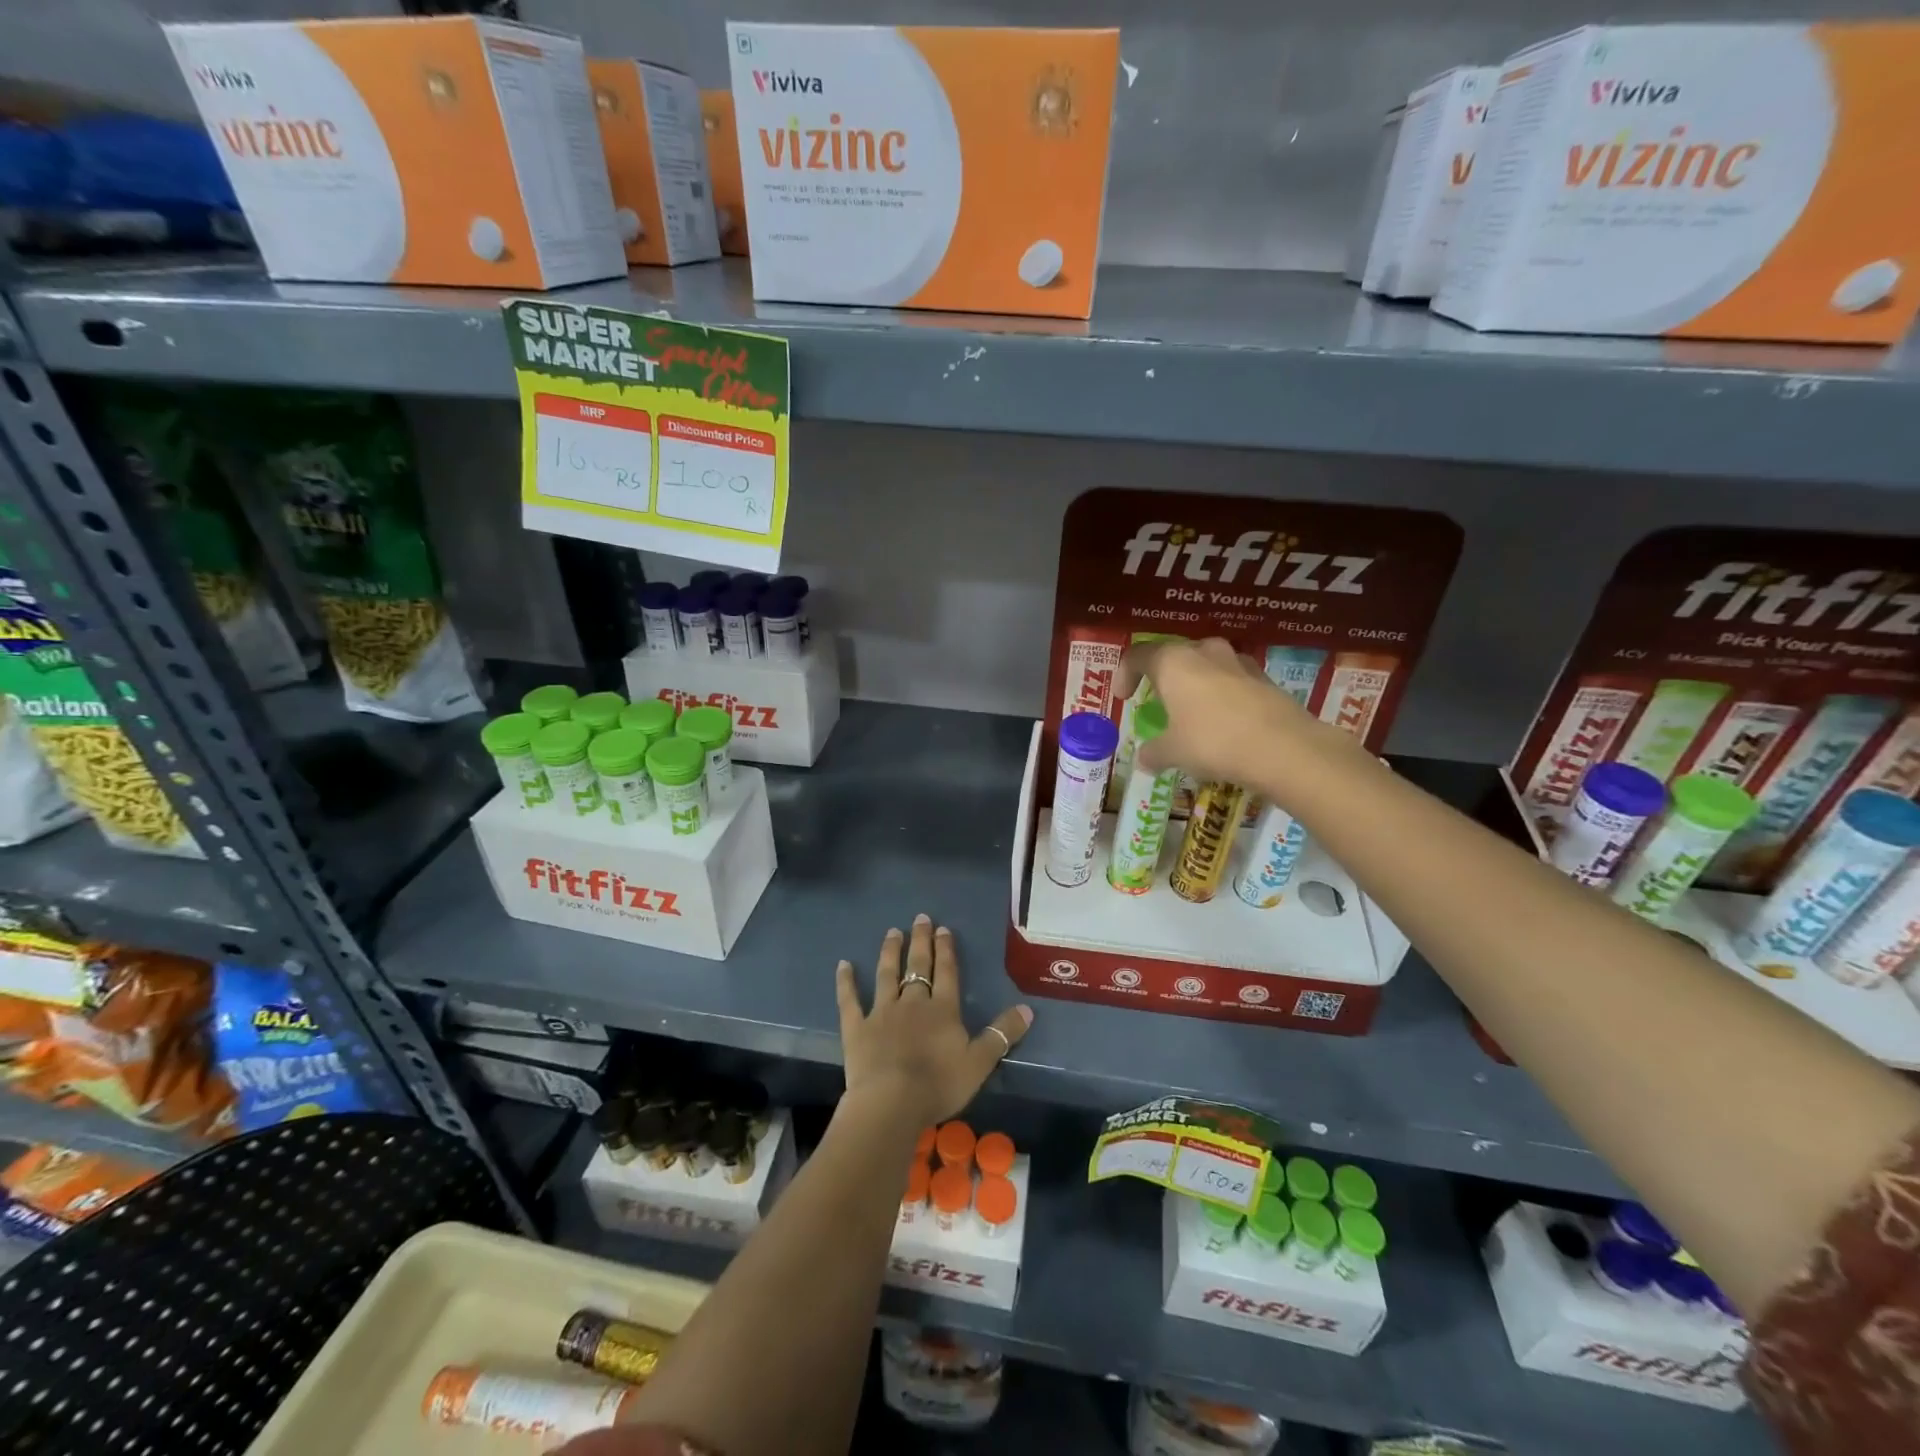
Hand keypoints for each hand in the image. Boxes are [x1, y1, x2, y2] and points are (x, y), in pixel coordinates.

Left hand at [835, 915, 1032, 1127]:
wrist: (891, 1102)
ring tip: (893, 932)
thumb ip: (1002, 1034)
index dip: (946, 950)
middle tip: (920, 918)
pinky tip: (843, 965)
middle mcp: (913, 1002)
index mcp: (943, 1009)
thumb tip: (1027, 1009)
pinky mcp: (857, 1028)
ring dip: (890, 952)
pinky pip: (850, 1000)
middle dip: (921, 941)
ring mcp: (882, 1012)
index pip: (946, 972)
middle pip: (918, 966)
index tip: (943, 929)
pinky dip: (846, 982)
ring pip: (887, 975)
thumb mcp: (980, 1062)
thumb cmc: (939, 1084)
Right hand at [1120, 637, 1331, 789]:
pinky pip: (1233, 681)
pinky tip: (1225, 723)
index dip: (1125, 674)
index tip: (1123, 697)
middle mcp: (1204, 652)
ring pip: (1207, 665)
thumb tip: (1144, 759)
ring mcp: (1239, 662)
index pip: (1138, 655)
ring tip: (1193, 712)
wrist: (1284, 748)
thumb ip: (1154, 752)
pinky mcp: (1265, 679)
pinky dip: (1223, 696)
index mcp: (1173, 662)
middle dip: (1164, 677)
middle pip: (1175, 655)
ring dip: (1196, 684)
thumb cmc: (1213, 742)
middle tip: (1159, 701)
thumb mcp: (1174, 752)